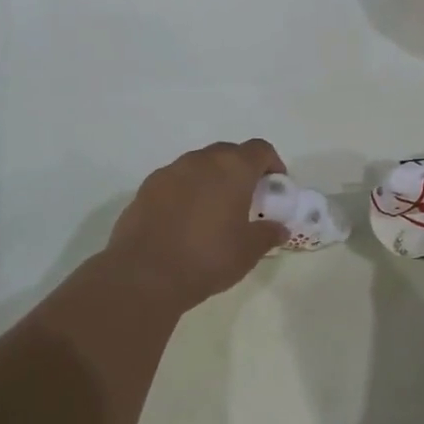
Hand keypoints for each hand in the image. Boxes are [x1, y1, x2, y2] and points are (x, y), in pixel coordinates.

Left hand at [103, 140, 288, 314]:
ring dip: (211, 180)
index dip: (272, 164)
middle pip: (228, 153)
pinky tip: (185, 220)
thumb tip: (278, 228)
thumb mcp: (247, 252)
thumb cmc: (207, 257)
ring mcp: (169, 171)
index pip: (260, 149)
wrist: (144, 273)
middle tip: (246, 199)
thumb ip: (267, 235)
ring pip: (199, 165)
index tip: (275, 186)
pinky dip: (186, 192)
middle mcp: (200, 161)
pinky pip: (175, 181)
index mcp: (232, 169)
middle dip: (241, 170)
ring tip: (214, 211)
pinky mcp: (146, 188)